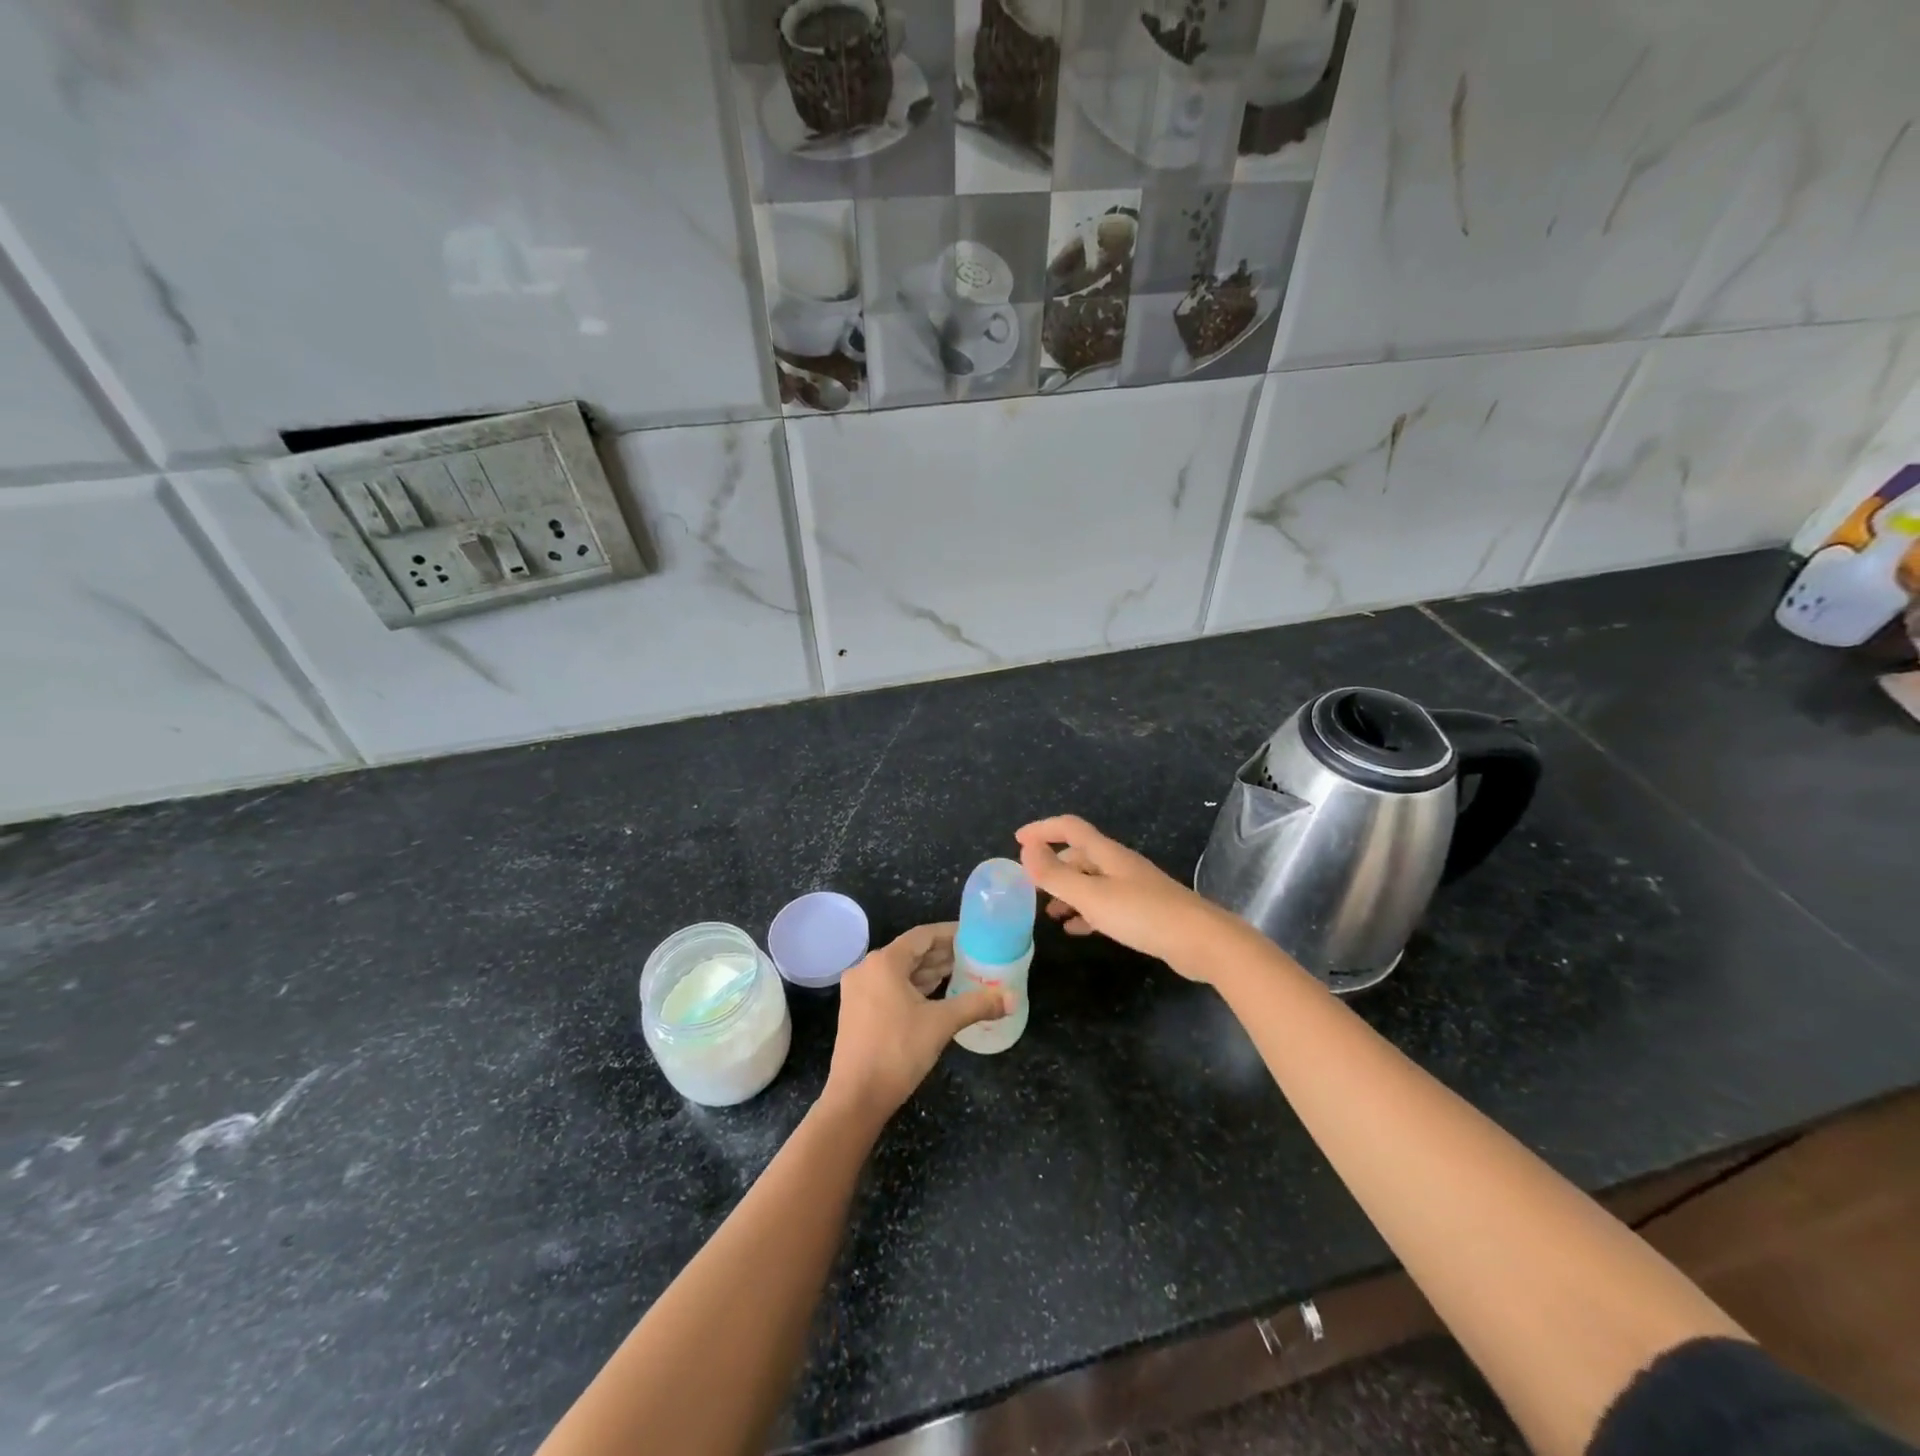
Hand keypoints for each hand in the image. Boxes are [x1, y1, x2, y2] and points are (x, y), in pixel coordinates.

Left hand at [821, 923, 1011, 1123]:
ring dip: (929, 972)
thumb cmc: (898, 1051)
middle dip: (942, 954)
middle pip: (911, 952)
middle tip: (974, 956)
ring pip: (900, 972)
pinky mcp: (857, 1011)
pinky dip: (914, 987)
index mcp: (884, 962)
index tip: (974, 935)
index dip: (950, 933)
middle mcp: (867, 969)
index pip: (923, 936)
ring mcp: (859, 990)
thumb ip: (977, 1005)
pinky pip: (890, 987)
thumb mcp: (941, 1024)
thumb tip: (1013, 998)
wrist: (856, 1098)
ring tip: (961, 974)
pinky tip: (936, 995)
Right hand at [1015, 814, 1244, 980]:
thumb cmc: (1143, 914)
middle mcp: (1119, 865)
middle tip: (1029, 886)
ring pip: (1091, 882)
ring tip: (1048, 913)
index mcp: (1107, 854)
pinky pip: (1105, 905)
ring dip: (1067, 892)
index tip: (1017, 841)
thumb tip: (1025, 849)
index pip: (1069, 828)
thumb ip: (1055, 875)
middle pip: (1080, 855)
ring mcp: (1134, 888)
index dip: (1043, 829)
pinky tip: (1075, 930)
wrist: (1202, 942)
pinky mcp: (1144, 911)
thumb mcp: (1091, 896)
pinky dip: (1086, 912)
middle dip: (1053, 866)